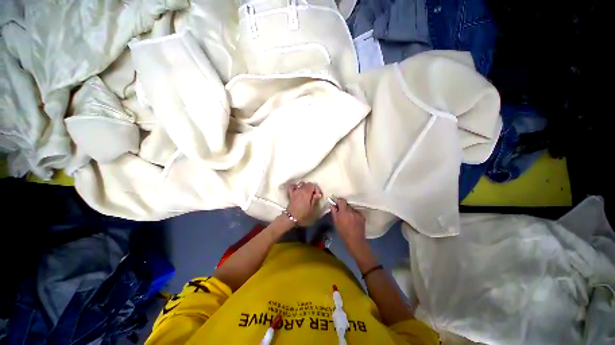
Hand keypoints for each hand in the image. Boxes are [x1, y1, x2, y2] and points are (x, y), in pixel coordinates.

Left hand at [286, 182, 321, 223]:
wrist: (291, 217)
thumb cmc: (303, 214)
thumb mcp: (312, 208)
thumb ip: (315, 199)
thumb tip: (318, 194)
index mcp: (307, 192)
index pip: (314, 185)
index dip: (318, 189)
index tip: (319, 196)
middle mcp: (301, 189)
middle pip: (308, 183)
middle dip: (313, 188)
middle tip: (315, 195)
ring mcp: (295, 191)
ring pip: (301, 183)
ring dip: (305, 186)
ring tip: (307, 192)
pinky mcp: (291, 193)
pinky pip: (292, 186)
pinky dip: (295, 186)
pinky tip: (297, 189)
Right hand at [330, 198, 365, 247]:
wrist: (355, 240)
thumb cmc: (343, 232)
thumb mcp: (336, 222)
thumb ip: (334, 212)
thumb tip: (331, 204)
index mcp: (344, 211)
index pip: (342, 200)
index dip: (339, 200)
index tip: (337, 203)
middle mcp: (351, 211)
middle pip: (347, 204)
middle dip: (344, 206)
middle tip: (342, 211)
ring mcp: (357, 213)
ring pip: (352, 208)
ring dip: (349, 211)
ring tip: (348, 217)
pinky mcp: (362, 216)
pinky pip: (356, 212)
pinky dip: (354, 214)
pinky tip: (353, 220)